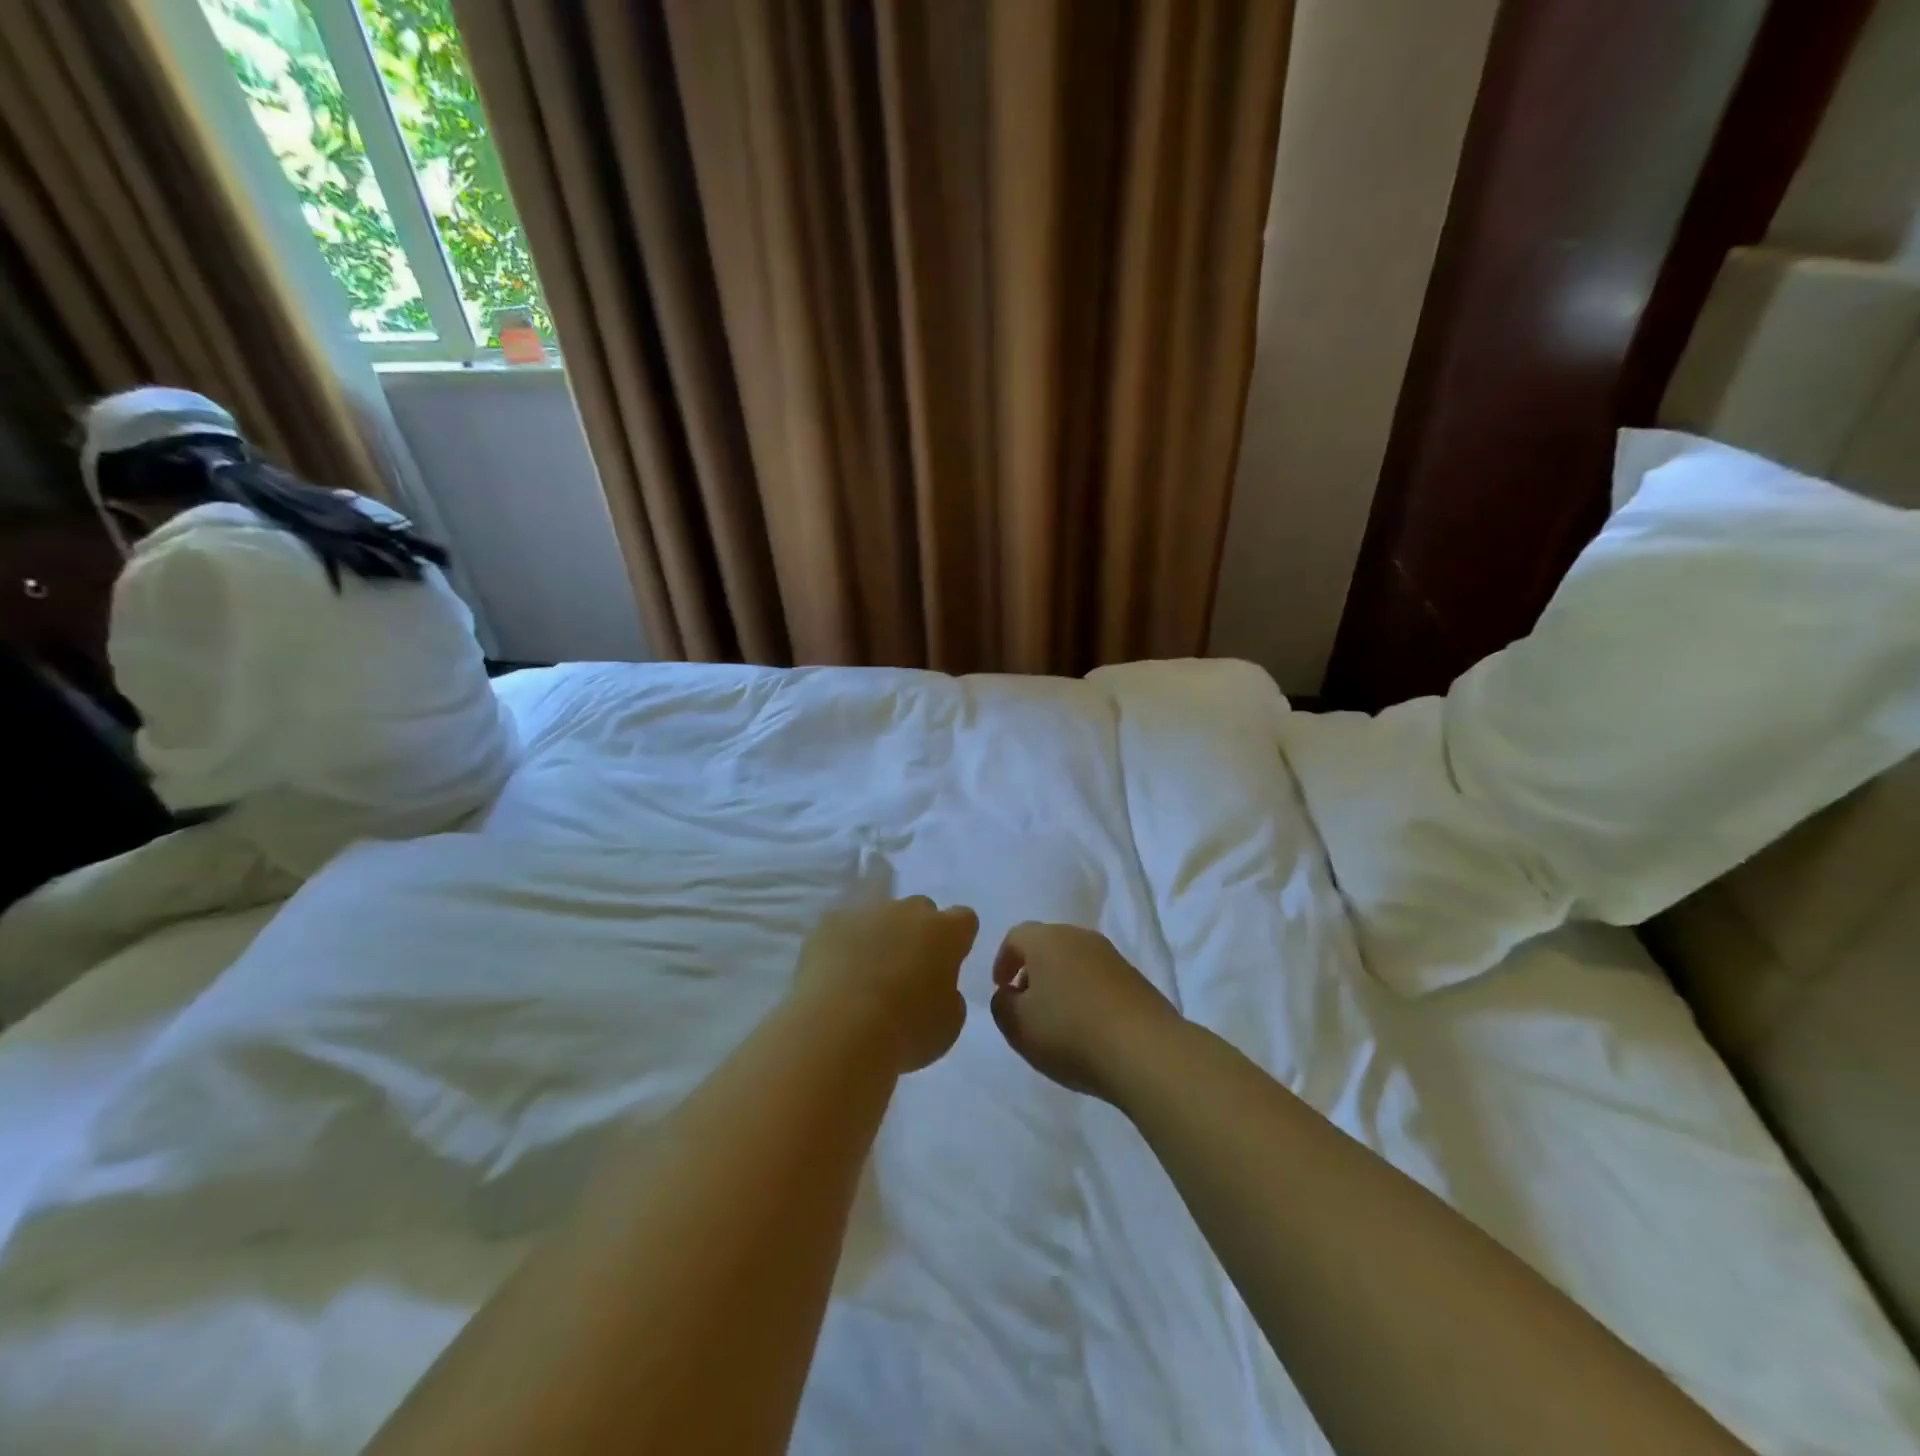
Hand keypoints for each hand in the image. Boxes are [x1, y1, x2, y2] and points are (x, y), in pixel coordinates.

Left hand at [792, 897, 978, 1072]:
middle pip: (920, 911)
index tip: (948, 963)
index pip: (964, 920)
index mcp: (945, 932)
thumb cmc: (906, 1031)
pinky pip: (843, 928)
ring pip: (879, 916)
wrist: (840, 1031)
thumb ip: (949, 994)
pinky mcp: (829, 923)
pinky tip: (836, 976)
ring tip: (865, 976)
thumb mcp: (949, 1023)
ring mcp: (866, 912)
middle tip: (907, 971)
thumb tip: (936, 986)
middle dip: (918, 933)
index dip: (957, 940)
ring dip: (879, 937)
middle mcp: (908, 912)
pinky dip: (843, 945)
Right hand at [988, 922, 1181, 1101]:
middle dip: (1033, 970)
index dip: (1003, 961)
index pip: (1016, 937)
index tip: (1002, 989)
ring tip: (1058, 1019)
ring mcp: (1111, 955)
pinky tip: (1089, 1026)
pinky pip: (1099, 978)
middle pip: (1048, 945)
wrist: (1145, 1051)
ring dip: (1061, 982)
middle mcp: (1080, 936)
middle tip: (1026, 1003)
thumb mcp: (1018, 1026)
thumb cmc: (1070, 1033)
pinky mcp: (1135, 977)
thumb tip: (1008, 994)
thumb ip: (1002, 1005)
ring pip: (1075, 960)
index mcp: (1047, 940)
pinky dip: (1087, 994)